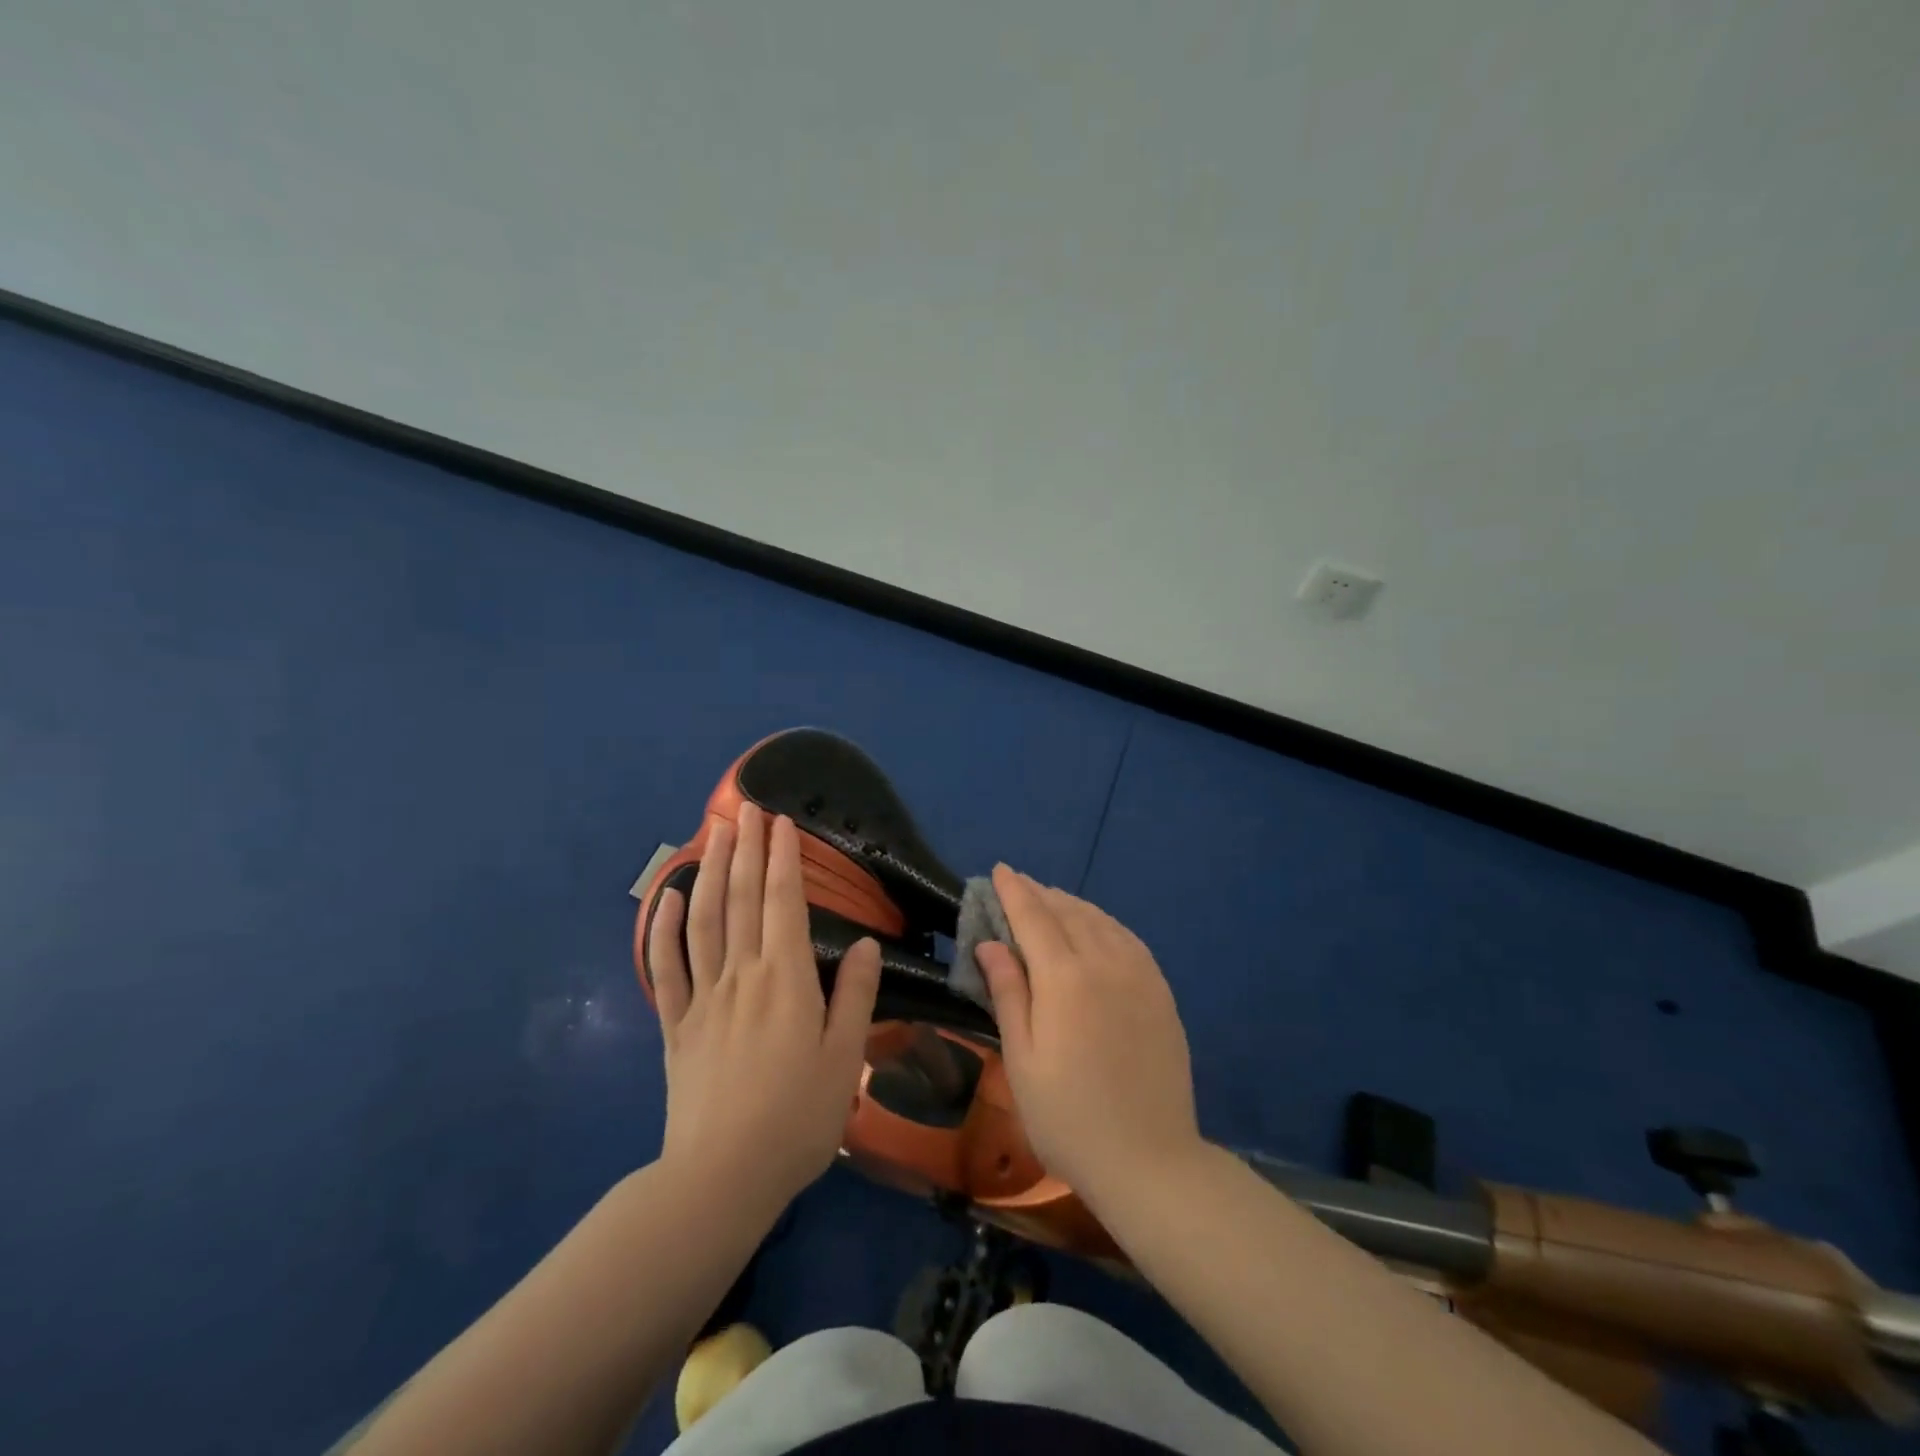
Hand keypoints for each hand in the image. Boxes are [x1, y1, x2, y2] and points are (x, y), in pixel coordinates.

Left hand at [646, 802, 881, 1214]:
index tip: (781, 822)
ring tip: (713, 834)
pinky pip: (665, 968)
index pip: (783, 903)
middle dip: (746, 849)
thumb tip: (864, 944)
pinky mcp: (675, 1025)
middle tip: (747, 809)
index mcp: (786, 980)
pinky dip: (662, 929)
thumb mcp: (844, 1060)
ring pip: (703, 921)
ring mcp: (702, 998)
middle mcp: (742, 976)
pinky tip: (666, 898)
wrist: (722, 1178)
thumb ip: (855, 997)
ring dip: (709, 872)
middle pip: (742, 899)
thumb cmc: (797, 1120)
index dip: (783, 858)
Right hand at [973, 866, 1202, 1207]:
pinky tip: (1097, 927)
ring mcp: (1139, 975)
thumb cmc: (1068, 1117)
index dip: (1014, 891)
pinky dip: (1105, 922)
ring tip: (1051, 900)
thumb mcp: (1022, 1060)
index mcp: (1064, 978)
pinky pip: (1128, 939)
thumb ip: (1008, 993)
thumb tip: (990, 943)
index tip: (999, 870)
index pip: (1033, 917)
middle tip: (1018, 885)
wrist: (1150, 1161)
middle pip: (1068, 912)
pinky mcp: (1161, 992)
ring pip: (1101, 920)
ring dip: (1072, 904)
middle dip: (1040, 893)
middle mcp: (1105, 962)